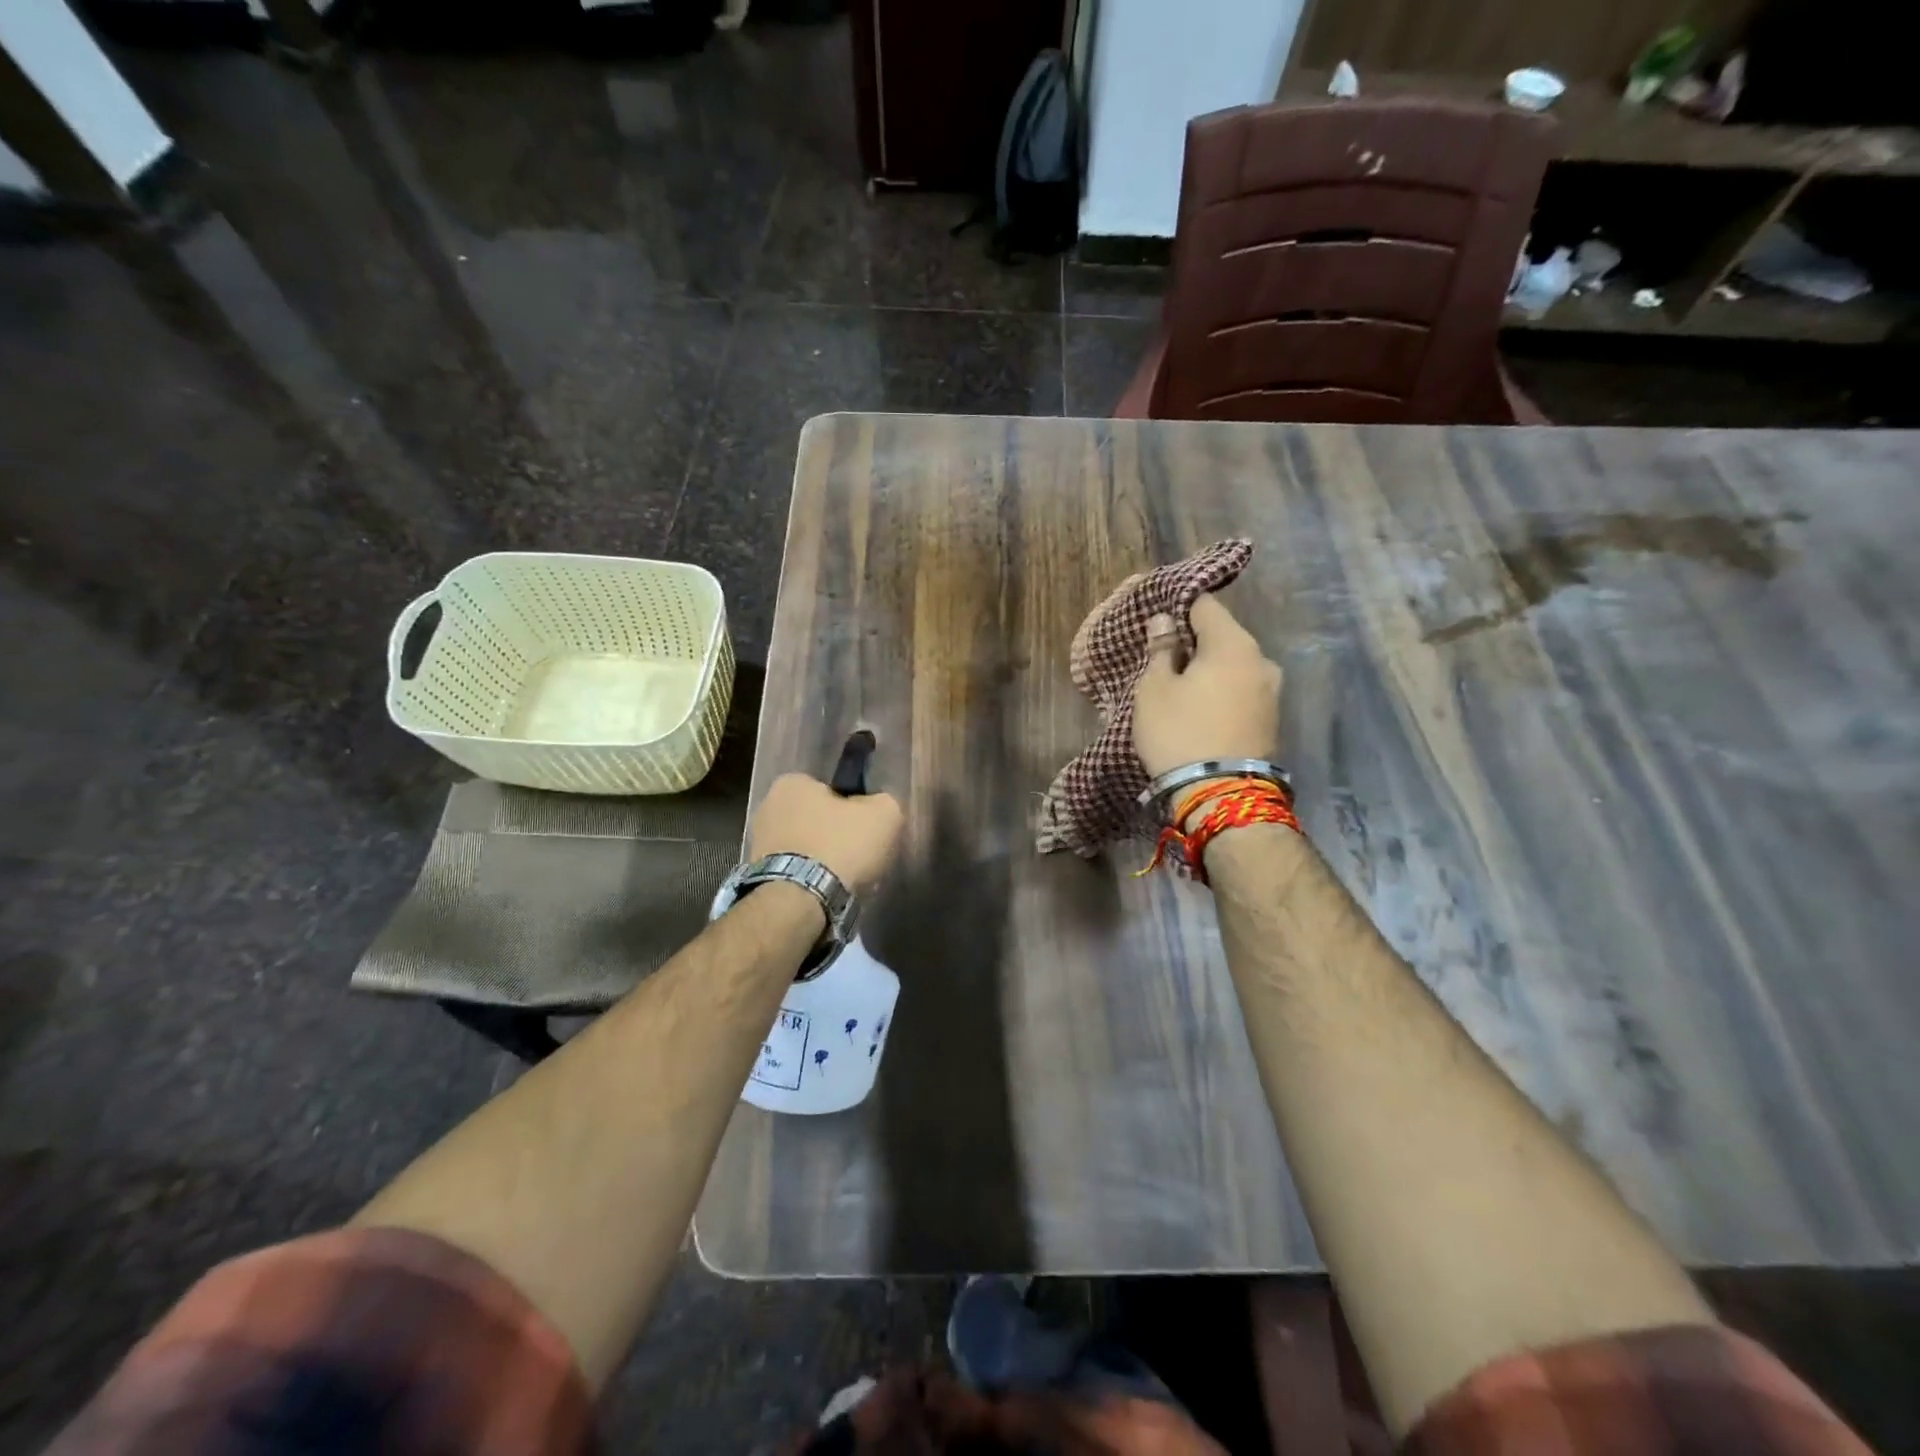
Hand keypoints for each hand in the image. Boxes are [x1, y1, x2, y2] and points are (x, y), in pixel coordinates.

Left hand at [749, 773, 904, 892]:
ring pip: (805, 846)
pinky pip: (795, 872)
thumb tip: (877, 808)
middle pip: (816, 817)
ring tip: (846, 879)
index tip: (867, 828)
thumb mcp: (884, 814)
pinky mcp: (758, 876)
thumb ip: (884, 802)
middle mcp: (767, 806)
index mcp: (792, 782)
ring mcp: (758, 844)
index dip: (854, 806)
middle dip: (835, 833)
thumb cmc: (840, 847)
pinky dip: (810, 879)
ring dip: (822, 859)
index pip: (832, 788)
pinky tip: (828, 892)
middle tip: (859, 854)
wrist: (800, 903)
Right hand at [1132, 595, 1282, 777]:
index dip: (1178, 608)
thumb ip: (1161, 650)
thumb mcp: (1154, 689)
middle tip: (1164, 661)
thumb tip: (1165, 620)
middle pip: (1223, 636)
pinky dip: (1224, 693)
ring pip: (1235, 666)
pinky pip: (1243, 691)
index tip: (1157, 623)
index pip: (1205, 605)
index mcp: (1233, 644)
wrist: (1219, 795)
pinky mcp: (1272, 719)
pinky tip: (1203, 710)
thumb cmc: (1178, 733)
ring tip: (1183, 690)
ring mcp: (1272, 691)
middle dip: (1195, 643)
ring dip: (1211, 671)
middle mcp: (1262, 659)